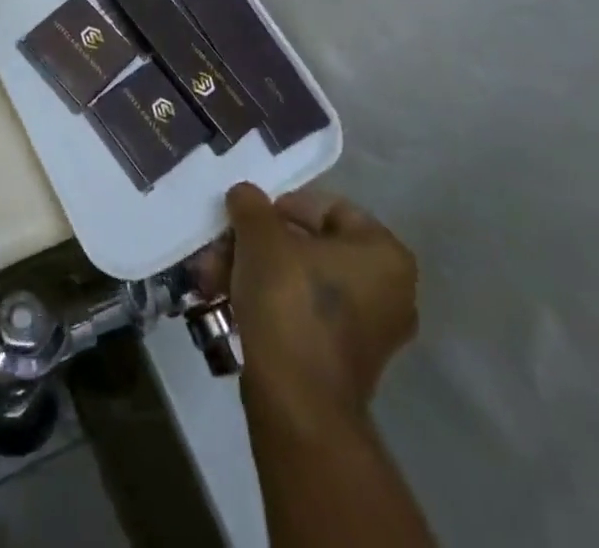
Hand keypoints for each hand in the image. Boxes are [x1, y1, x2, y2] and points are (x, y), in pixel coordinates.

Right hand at [199, 183, 418, 420]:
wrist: (297, 401)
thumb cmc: (290, 301)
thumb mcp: (260, 235)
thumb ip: (251, 204)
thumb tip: (245, 195)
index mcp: (384, 254)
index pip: (329, 208)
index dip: (283, 206)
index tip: (250, 218)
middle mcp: (389, 291)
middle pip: (309, 246)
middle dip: (256, 244)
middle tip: (220, 246)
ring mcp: (368, 331)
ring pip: (299, 279)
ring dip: (252, 270)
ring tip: (209, 276)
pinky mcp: (343, 361)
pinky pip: (302, 312)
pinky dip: (266, 301)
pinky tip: (224, 300)